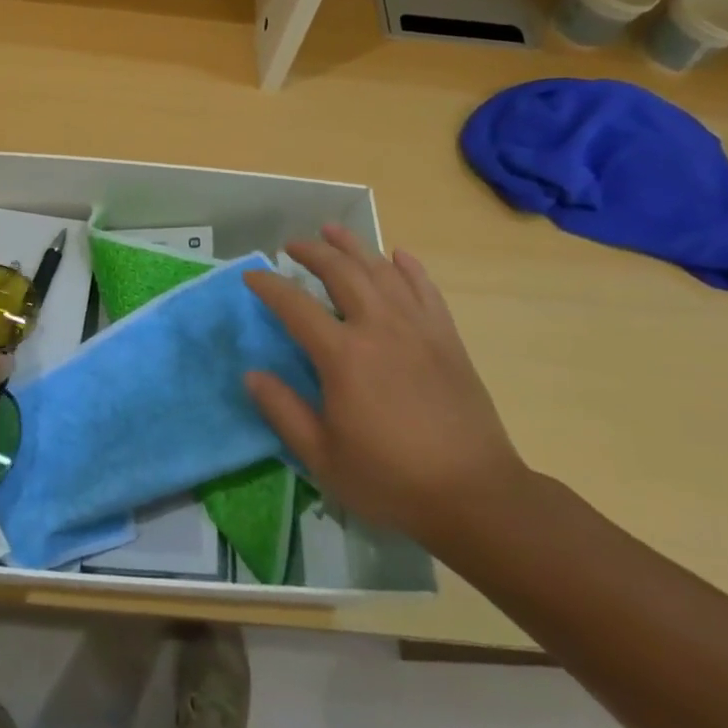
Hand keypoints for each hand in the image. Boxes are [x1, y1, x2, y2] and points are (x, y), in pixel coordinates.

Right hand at [243, 226, 527, 544]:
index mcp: (343, 355)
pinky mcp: (447, 338)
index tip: (252, 276)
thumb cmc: (391, 480)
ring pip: (381, 270)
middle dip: (312, 251)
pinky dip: (409, 267)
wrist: (476, 497)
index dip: (269, 285)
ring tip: (333, 231)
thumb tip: (251, 373)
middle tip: (292, 245)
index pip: (295, 305)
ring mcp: (417, 328)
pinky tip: (398, 255)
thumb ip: (283, 411)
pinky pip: (425, 289)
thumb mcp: (323, 457)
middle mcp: (378, 327)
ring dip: (354, 246)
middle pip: (340, 272)